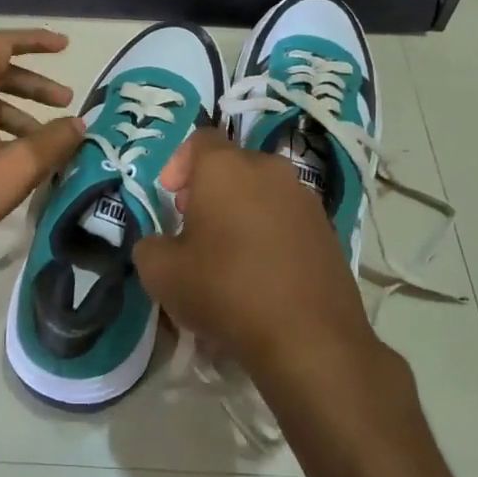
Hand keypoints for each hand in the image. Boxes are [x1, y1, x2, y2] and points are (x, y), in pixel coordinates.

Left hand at [0, 28, 85, 268]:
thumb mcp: (18, 168)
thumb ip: (53, 141)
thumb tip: (77, 124)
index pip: (1, 46)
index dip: (35, 40)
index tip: (64, 48)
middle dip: (35, 86)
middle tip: (66, 103)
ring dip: (21, 113)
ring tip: (48, 142)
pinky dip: (1, 129)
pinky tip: (18, 159)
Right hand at [135, 129, 371, 375]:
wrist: (308, 336)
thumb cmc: (225, 290)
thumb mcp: (161, 273)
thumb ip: (149, 247)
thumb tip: (159, 244)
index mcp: (226, 167)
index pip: (200, 139)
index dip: (179, 163)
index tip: (171, 197)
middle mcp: (269, 170)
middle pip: (233, 165)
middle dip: (209, 189)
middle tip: (194, 226)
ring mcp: (305, 198)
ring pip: (262, 191)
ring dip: (241, 210)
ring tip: (228, 253)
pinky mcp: (328, 230)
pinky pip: (287, 218)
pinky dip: (269, 233)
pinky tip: (260, 273)